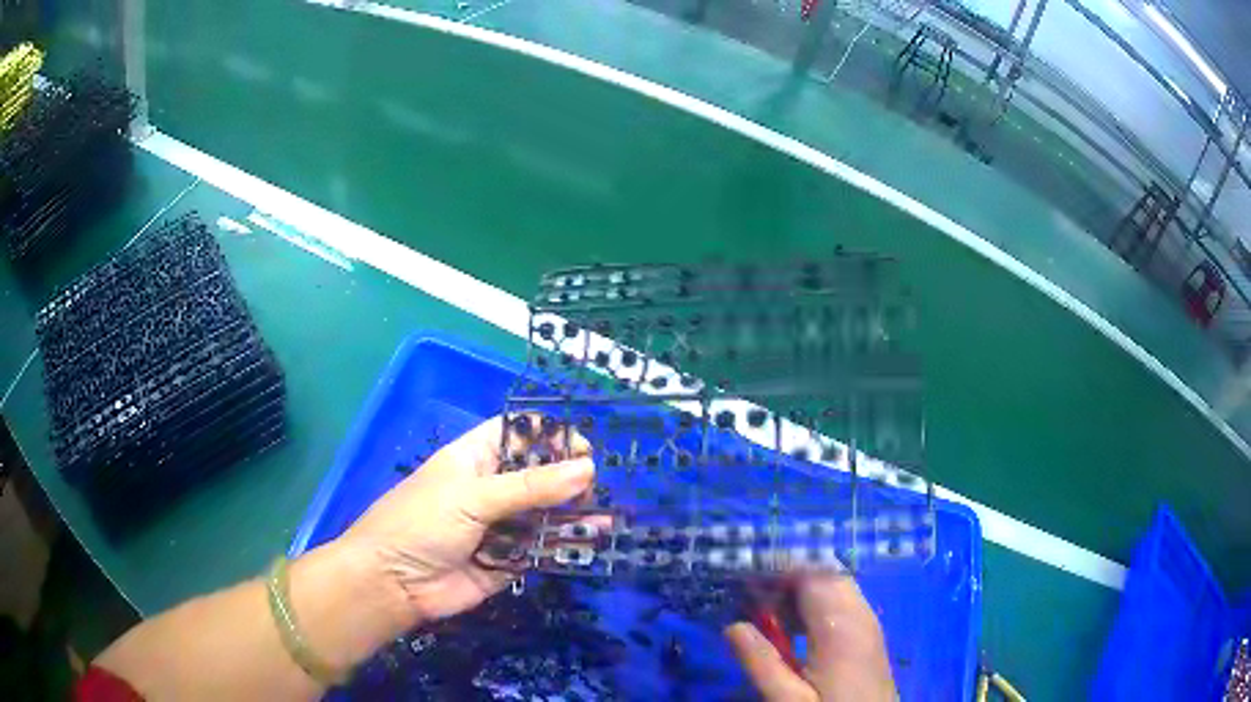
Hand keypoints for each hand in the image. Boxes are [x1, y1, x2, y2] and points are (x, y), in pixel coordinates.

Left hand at [337, 415, 593, 626]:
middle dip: (568, 478)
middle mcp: (491, 489)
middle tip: (591, 488)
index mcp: (475, 458)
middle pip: (538, 475)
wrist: (394, 583)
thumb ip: (530, 487)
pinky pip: (542, 548)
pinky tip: (592, 539)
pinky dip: (566, 544)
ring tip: (603, 516)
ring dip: (573, 514)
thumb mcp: (473, 497)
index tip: (582, 448)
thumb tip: (588, 468)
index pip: (518, 434)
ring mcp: (501, 526)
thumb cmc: (422, 523)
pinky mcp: (509, 560)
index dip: (550, 436)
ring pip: (545, 514)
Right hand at [726, 575, 895, 701]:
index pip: (810, 576)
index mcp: (839, 626)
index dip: (778, 569)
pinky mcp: (869, 636)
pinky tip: (796, 627)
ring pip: (837, 586)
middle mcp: (860, 614)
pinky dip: (818, 602)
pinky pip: (844, 602)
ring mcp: (869, 623)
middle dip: (789, 577)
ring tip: (768, 611)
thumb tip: (733, 626)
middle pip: (826, 574)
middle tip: (753, 595)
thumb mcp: (788, 699)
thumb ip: (761, 663)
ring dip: (803, 589)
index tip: (744, 577)